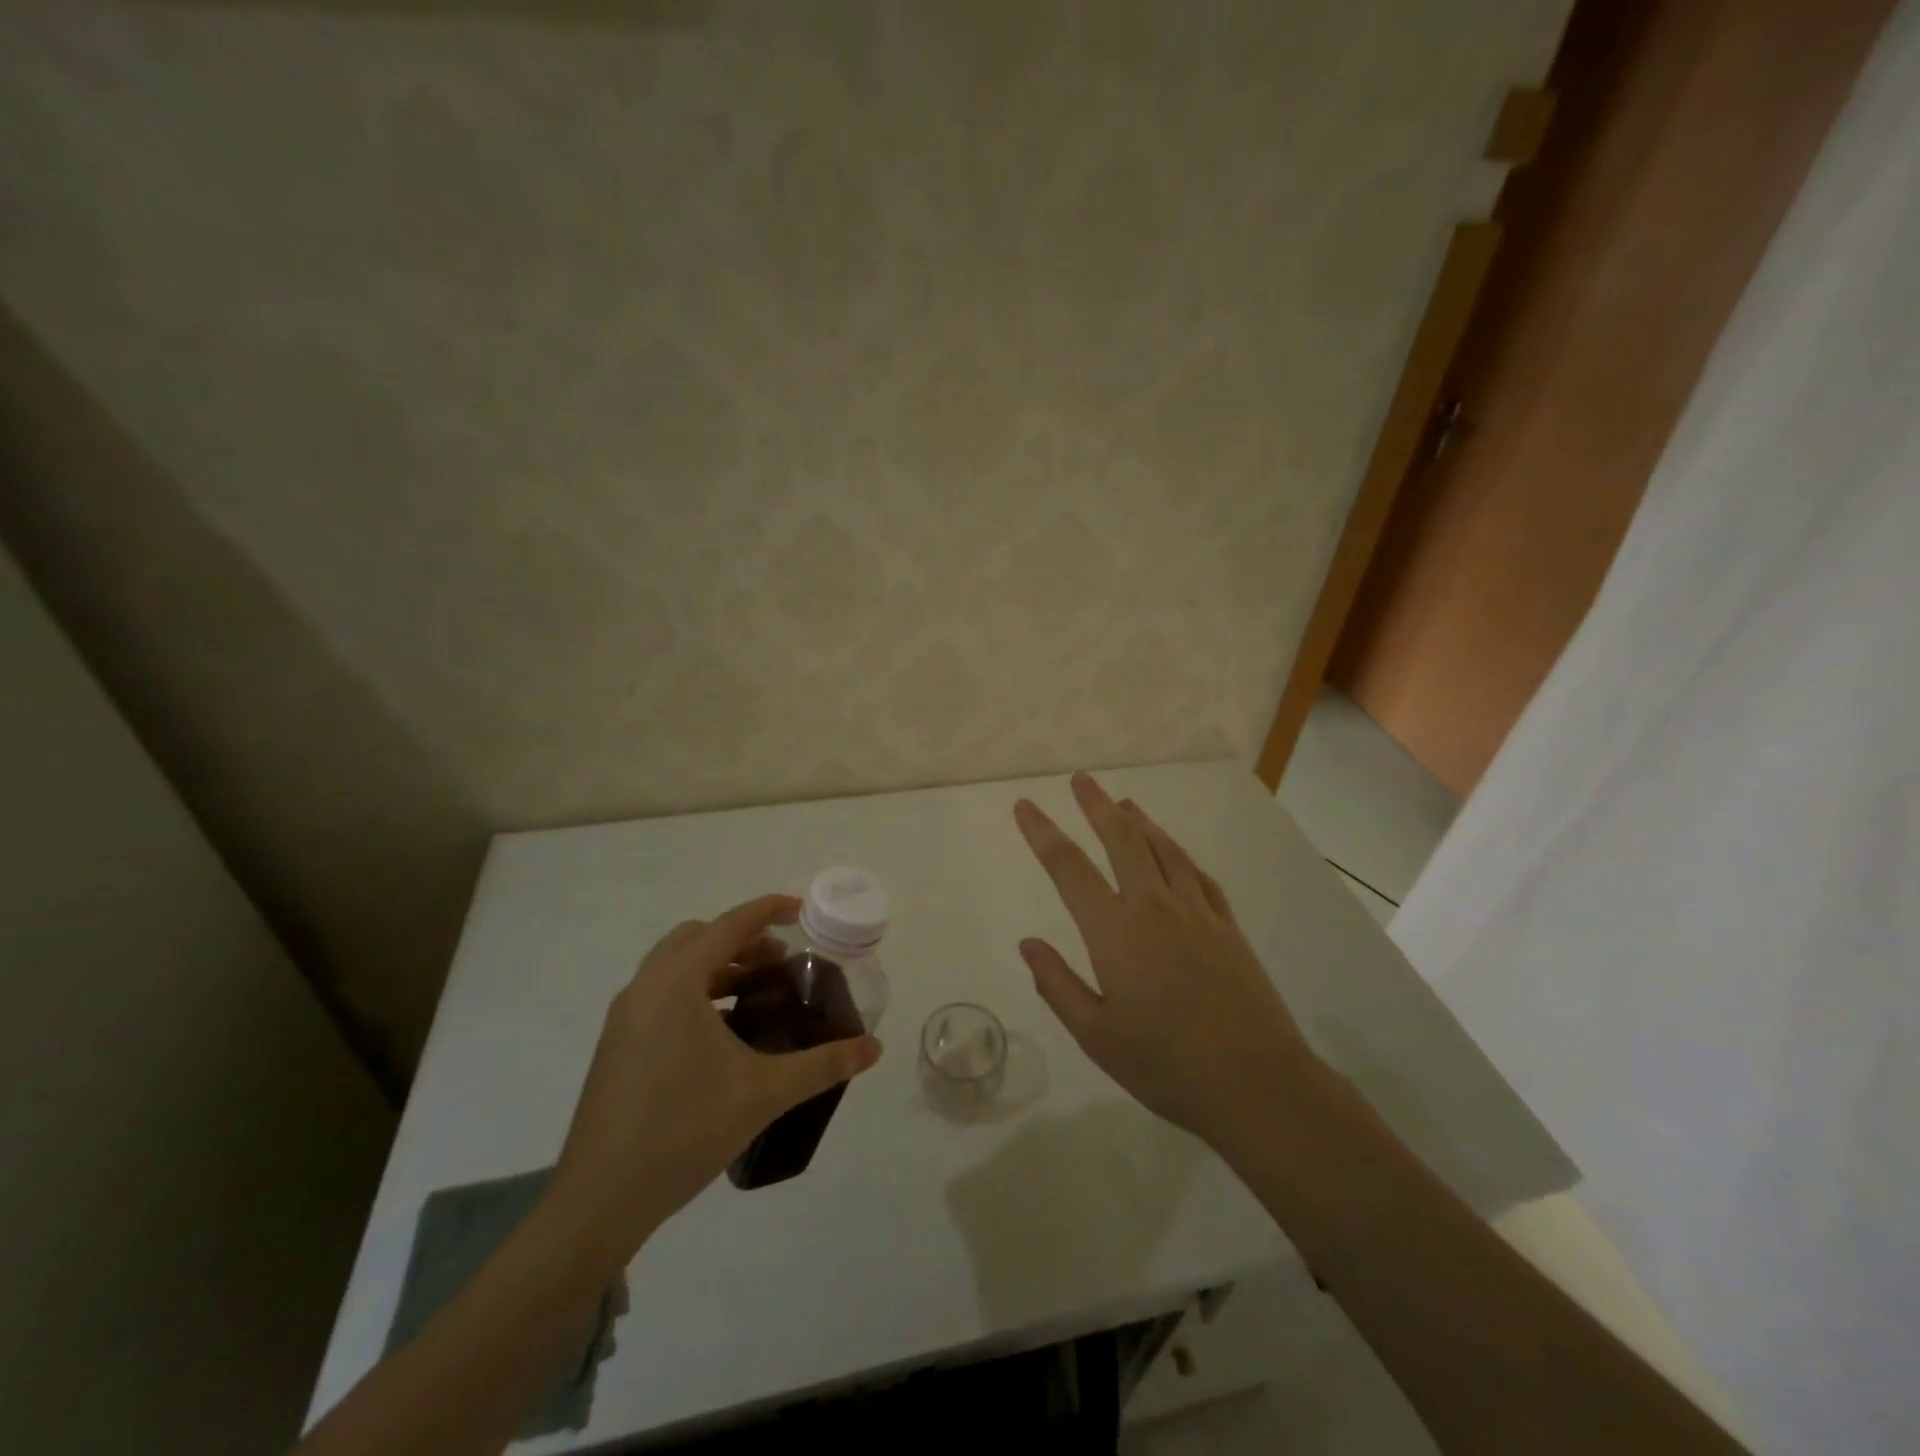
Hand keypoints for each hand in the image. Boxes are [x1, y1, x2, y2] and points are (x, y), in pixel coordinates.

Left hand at [549, 894, 882, 1264]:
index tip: (803, 912)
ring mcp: (624, 1017)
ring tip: (757, 994)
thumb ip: (823, 1064)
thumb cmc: (684, 1130)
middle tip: (781, 963)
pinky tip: (722, 1033)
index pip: (731, 924)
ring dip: (718, 965)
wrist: (599, 1200)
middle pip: (699, 936)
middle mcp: (645, 987)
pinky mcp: (616, 1044)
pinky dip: (696, 991)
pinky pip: (661, 994)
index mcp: (676, 982)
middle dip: (743, 939)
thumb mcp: (764, 1092)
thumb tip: (874, 1048)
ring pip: (675, 965)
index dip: (770, 910)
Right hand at [1014, 773, 1313, 1153]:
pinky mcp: (1227, 926)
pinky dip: (1178, 853)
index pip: (1068, 868)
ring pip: (1163, 849)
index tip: (1024, 806)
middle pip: (1121, 840)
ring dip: (1139, 821)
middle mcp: (1154, 908)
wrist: (1258, 1085)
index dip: (1042, 833)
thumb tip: (1028, 944)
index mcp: (1115, 933)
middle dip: (1097, 806)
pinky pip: (1197, 874)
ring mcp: (1197, 912)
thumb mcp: (1096, 1037)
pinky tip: (1172, 850)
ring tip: (1123, 802)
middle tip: (1081, 780)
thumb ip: (1058, 985)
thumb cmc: (1166, 1066)